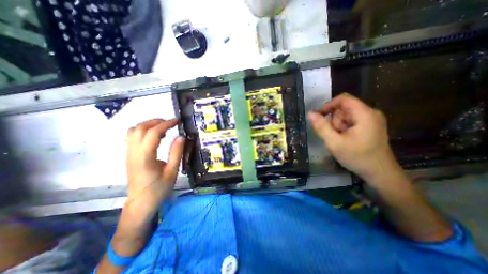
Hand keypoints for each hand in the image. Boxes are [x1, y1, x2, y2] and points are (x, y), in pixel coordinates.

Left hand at [124, 119, 185, 216]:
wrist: (141, 202)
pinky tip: (155, 136)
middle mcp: (133, 152)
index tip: (177, 121)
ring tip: (163, 128)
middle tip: (171, 123)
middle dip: (156, 121)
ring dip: (148, 125)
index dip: (166, 124)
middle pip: (140, 128)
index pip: (153, 133)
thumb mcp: (172, 171)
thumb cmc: (159, 188)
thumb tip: (181, 137)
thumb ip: (176, 153)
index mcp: (145, 157)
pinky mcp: (129, 155)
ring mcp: (129, 153)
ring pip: (133, 130)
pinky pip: (132, 137)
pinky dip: (144, 131)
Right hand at [310, 93, 402, 186]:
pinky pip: (350, 121)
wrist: (380, 173)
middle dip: (334, 120)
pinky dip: (343, 129)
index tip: (319, 117)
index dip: (328, 105)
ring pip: (346, 115)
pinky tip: (346, 140)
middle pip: (343, 108)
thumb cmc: (357, 157)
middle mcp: (370, 113)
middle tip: (334, 135)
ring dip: (338, 126)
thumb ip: (321, 127)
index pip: (343, 99)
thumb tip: (310, 113)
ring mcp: (371, 119)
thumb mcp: (334, 143)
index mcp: (364, 114)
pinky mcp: (370, 126)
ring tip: (341, 139)